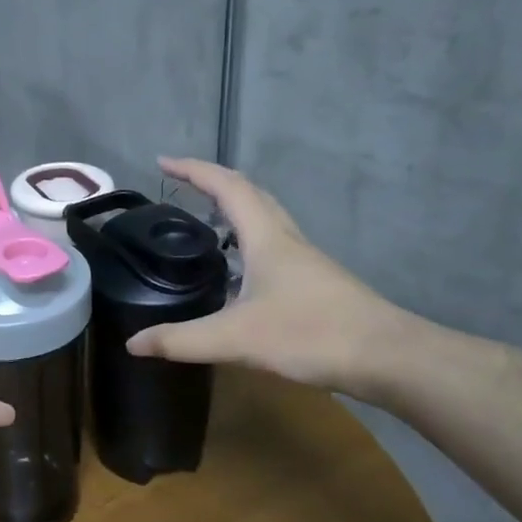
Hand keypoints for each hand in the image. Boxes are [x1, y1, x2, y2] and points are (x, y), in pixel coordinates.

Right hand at [126, 157, 412, 395]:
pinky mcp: (315, 284)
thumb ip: (181, 340)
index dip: (193, 170)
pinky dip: (247, 241)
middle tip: (181, 186)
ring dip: (233, 209)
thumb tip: (132, 343)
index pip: (227, 187)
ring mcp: (305, 261)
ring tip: (203, 221)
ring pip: (265, 220)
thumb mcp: (236, 339)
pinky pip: (273, 246)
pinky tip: (237, 272)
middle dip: (213, 182)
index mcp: (267, 238)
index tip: (162, 162)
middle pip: (250, 194)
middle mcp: (287, 240)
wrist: (389, 359)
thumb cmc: (312, 335)